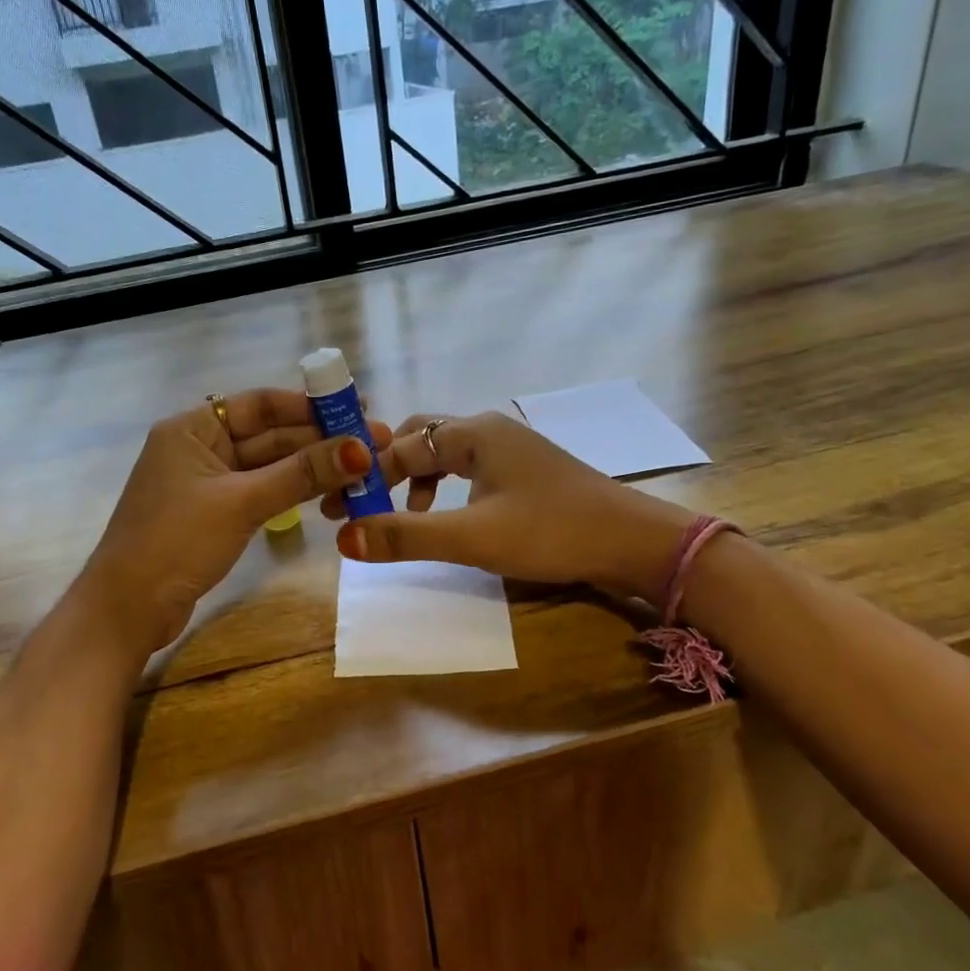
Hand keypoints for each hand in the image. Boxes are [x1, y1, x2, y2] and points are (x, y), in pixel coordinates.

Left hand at [81, 389, 390, 651]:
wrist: (126, 611)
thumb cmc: (175, 543)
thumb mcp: (241, 503)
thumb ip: (300, 474)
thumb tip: (360, 449)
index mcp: (192, 429)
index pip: (260, 404)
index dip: (310, 406)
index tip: (356, 408)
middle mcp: (200, 448)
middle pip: (269, 435)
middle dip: (319, 439)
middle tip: (373, 442)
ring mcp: (208, 483)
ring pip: (269, 466)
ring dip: (311, 467)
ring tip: (363, 468)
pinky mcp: (216, 514)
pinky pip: (262, 491)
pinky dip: (293, 491)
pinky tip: (330, 492)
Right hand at [325, 410, 694, 602]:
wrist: (632, 541)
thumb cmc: (550, 531)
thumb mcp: (472, 537)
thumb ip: (406, 536)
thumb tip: (344, 539)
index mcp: (474, 433)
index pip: (401, 446)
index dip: (366, 477)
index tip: (337, 509)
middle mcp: (489, 429)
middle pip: (421, 438)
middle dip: (388, 470)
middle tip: (362, 503)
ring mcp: (512, 449)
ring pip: (446, 453)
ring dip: (416, 479)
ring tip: (401, 515)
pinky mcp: (526, 471)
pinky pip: (470, 468)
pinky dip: (445, 488)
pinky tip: (449, 517)